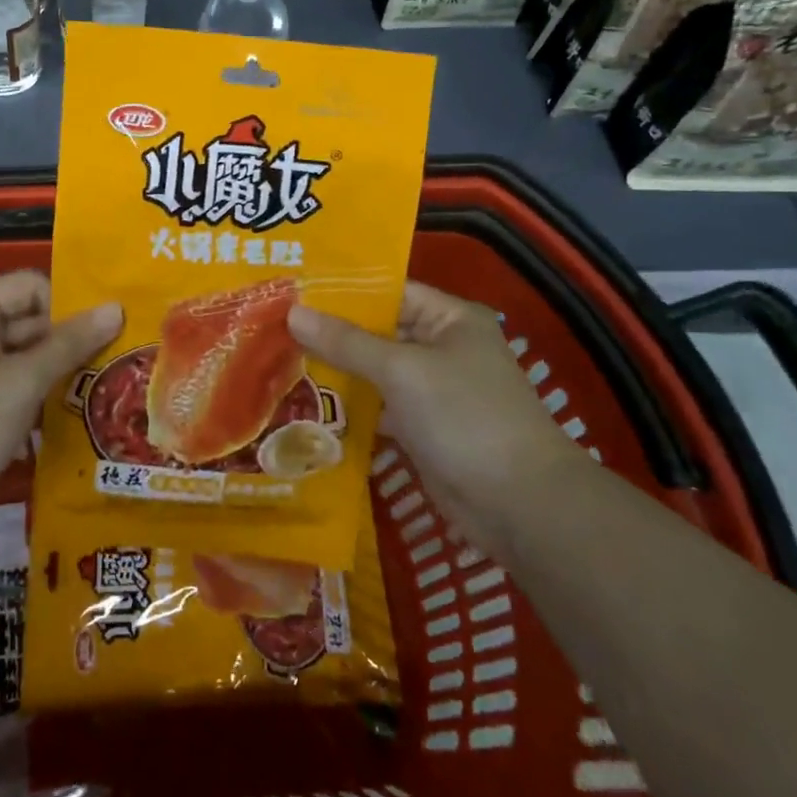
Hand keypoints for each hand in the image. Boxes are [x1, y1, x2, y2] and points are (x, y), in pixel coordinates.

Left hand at [0, 271, 121, 520]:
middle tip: (117, 362)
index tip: (106, 333)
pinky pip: (13, 386)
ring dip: (58, 373)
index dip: (68, 304)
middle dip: (70, 342)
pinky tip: (72, 416)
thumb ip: (70, 344)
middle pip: (30, 321)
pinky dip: (38, 397)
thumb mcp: (21, 383)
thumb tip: (116, 308)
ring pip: (25, 357)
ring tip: (104, 390)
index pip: (31, 286)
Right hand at [288, 282, 574, 550]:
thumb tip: (293, 313)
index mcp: (448, 319)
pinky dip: (351, 406)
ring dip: (337, 370)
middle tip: (275, 326)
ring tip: (280, 359)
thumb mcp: (402, 371)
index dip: (342, 290)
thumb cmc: (465, 417)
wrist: (521, 507)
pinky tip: (308, 404)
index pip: (387, 291)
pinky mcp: (423, 429)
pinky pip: (379, 407)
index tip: (292, 290)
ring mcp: (432, 390)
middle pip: (377, 331)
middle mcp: (441, 347)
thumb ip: (346, 342)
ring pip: (375, 371)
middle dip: (331, 332)